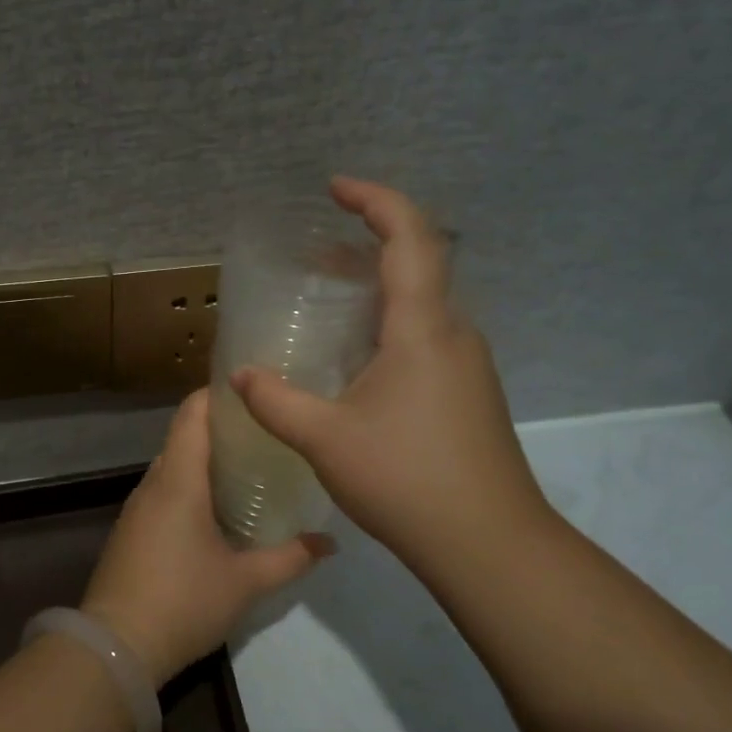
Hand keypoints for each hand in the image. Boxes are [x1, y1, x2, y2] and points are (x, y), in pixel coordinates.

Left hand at [82, 389, 333, 686]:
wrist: (116, 646)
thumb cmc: (183, 601)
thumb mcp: (245, 582)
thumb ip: (289, 558)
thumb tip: (329, 543)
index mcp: (178, 480)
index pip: (192, 414)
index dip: (218, 394)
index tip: (253, 390)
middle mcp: (153, 484)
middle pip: (183, 438)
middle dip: (220, 430)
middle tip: (265, 433)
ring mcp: (136, 509)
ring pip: (172, 468)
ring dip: (203, 462)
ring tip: (247, 467)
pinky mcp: (130, 532)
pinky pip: (162, 494)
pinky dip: (188, 488)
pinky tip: (215, 509)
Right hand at [230, 177, 553, 577]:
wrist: (489, 543)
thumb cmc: (407, 480)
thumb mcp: (326, 439)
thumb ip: (276, 402)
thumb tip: (242, 376)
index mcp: (423, 329)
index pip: (410, 238)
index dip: (375, 200)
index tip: (335, 188)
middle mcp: (453, 334)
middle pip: (418, 264)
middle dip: (368, 243)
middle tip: (317, 252)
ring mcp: (466, 365)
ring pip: (422, 303)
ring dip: (378, 287)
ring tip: (330, 299)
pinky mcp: (467, 393)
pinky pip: (425, 336)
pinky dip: (388, 324)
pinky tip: (356, 360)